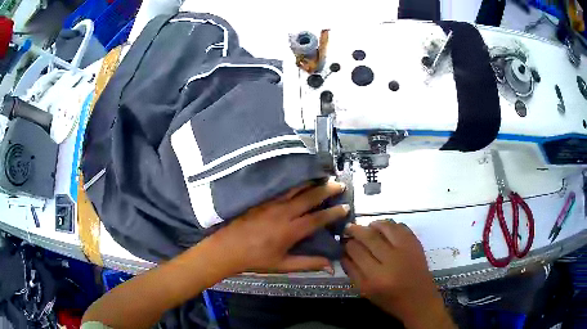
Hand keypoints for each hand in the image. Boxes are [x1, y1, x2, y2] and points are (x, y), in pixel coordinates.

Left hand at [208, 181, 348, 273]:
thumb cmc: (255, 259)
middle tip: (339, 184)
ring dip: (311, 181)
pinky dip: (293, 183)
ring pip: (295, 188)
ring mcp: (271, 203)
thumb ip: (308, 264)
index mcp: (290, 231)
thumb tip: (330, 266)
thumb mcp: (282, 265)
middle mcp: (283, 213)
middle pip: (309, 197)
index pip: (317, 218)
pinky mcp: (261, 199)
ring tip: (323, 176)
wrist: (227, 248)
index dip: (333, 213)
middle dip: (327, 189)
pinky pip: (281, 188)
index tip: (345, 207)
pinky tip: (299, 179)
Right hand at [342, 221, 454, 328]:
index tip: (343, 241)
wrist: (419, 299)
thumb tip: (343, 252)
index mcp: (376, 277)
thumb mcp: (366, 291)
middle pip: (369, 237)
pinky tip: (385, 230)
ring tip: (368, 227)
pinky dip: (390, 225)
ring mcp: (406, 249)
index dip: (347, 244)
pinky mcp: (416, 243)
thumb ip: (352, 271)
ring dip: (373, 224)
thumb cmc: (390, 299)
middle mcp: (391, 260)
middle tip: (349, 228)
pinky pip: (401, 226)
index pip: (356, 251)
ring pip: (386, 227)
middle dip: (356, 230)